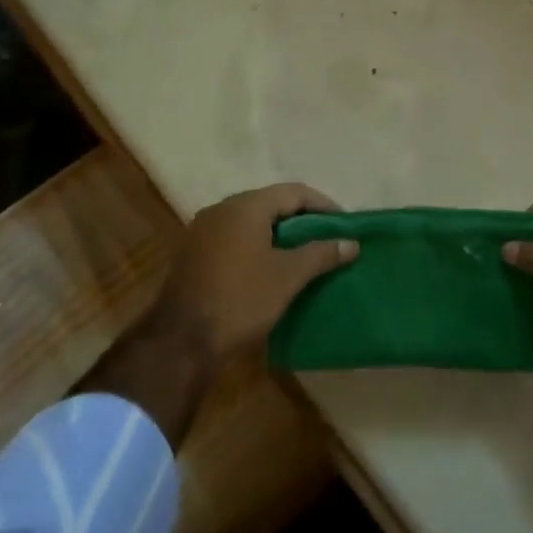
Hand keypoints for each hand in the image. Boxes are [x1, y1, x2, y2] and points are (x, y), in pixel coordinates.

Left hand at [156, 183, 357, 364]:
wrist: (181, 341)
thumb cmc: (241, 299)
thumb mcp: (289, 276)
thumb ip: (321, 253)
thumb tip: (351, 243)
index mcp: (245, 206)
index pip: (294, 192)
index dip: (323, 205)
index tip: (344, 224)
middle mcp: (221, 209)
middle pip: (270, 203)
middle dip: (301, 219)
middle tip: (326, 238)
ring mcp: (202, 231)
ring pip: (250, 222)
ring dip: (278, 233)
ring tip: (303, 254)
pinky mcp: (193, 254)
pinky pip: (233, 238)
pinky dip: (256, 246)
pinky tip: (269, 267)